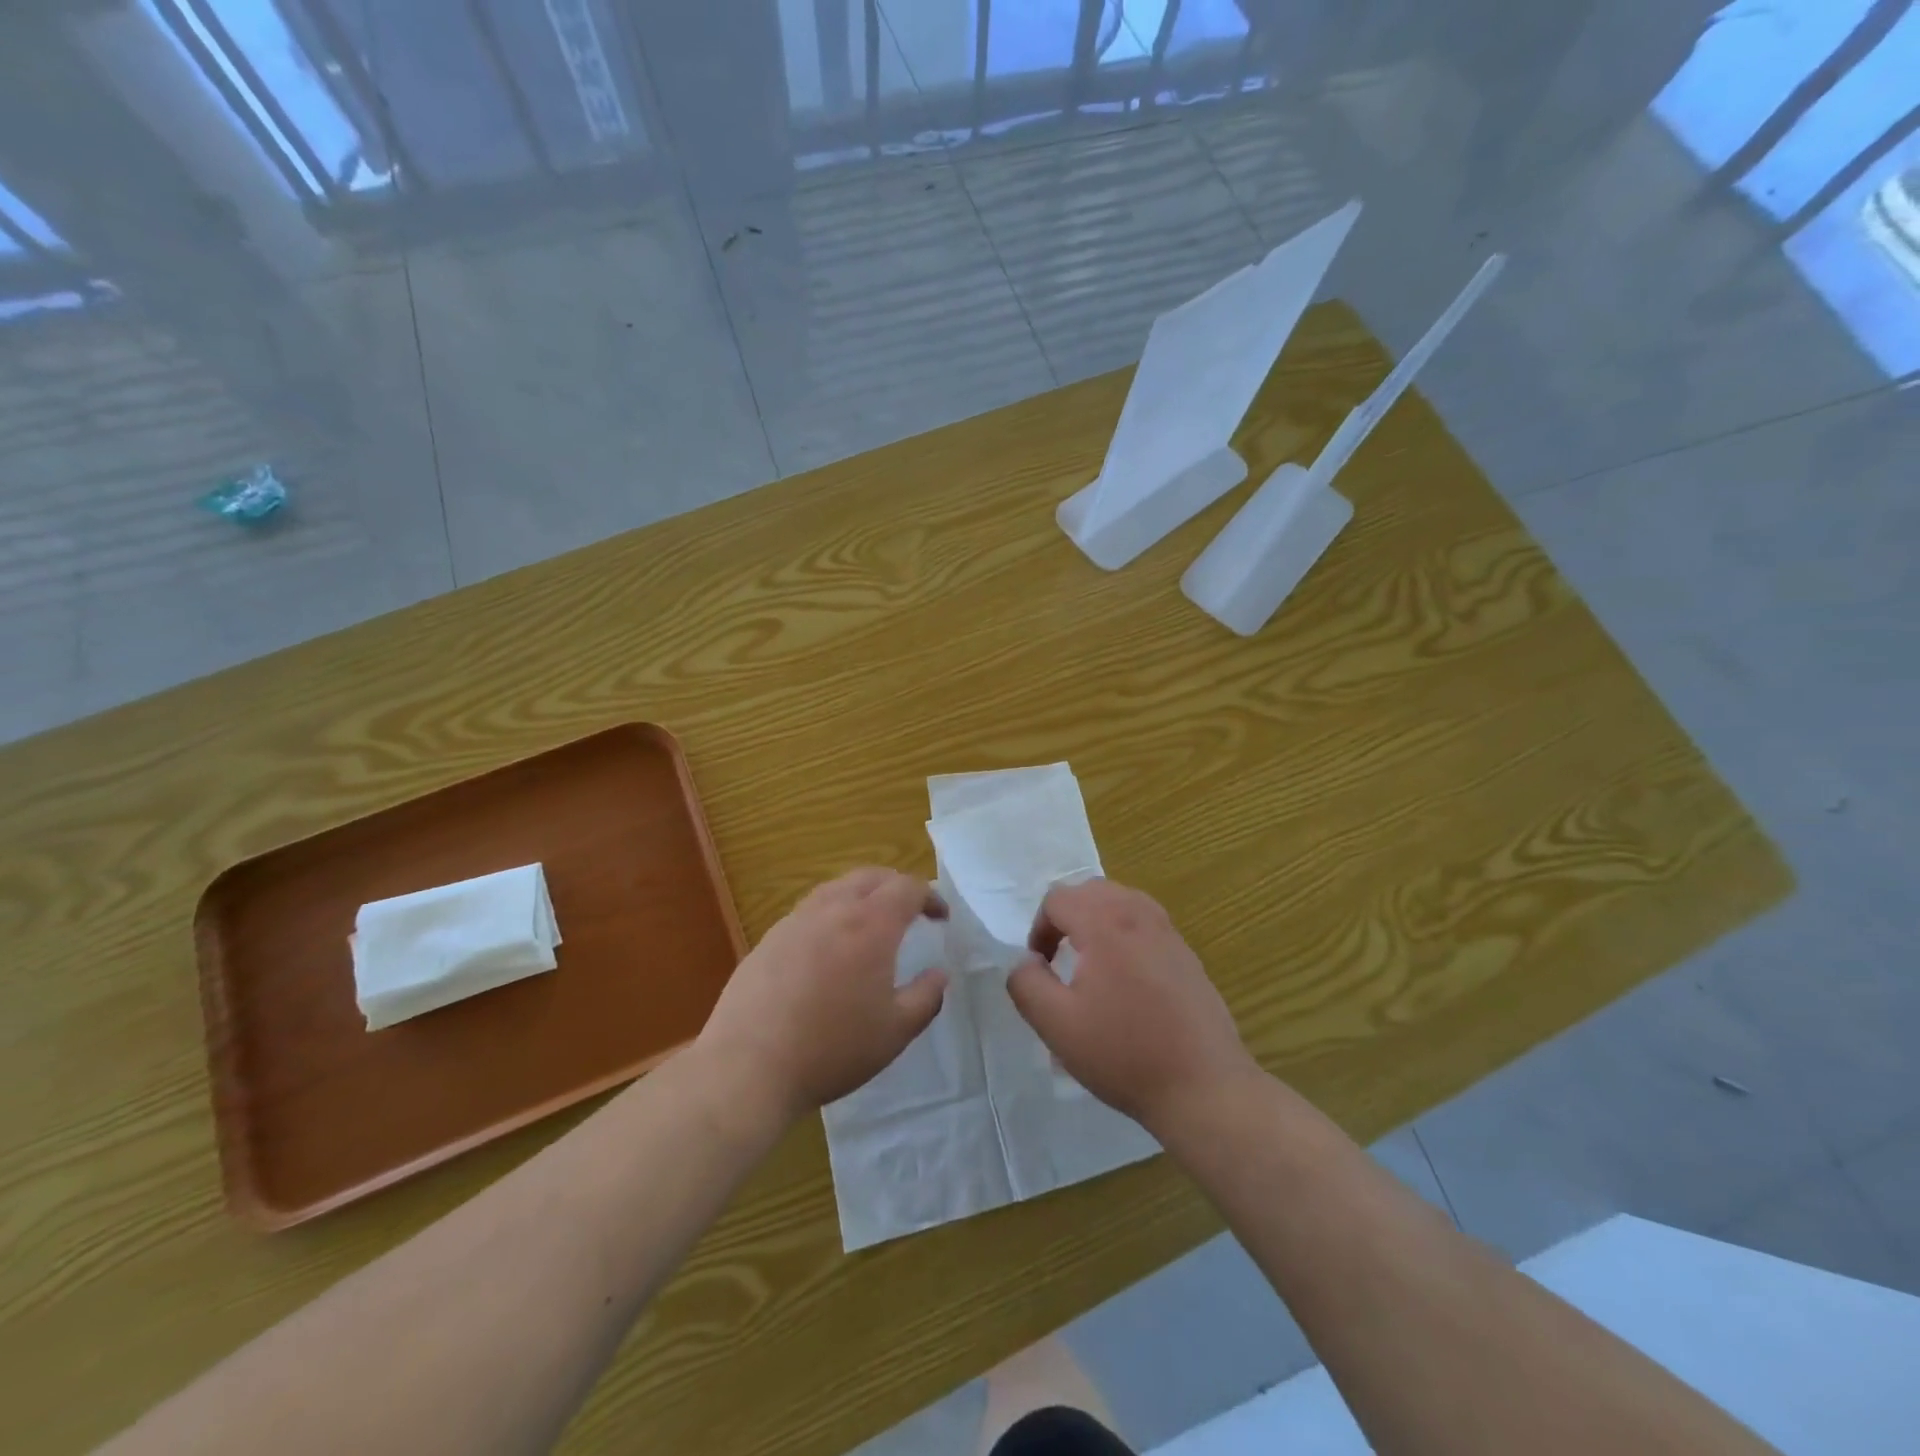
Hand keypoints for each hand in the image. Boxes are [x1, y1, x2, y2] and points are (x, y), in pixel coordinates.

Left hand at [696, 868, 948, 1119]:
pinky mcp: (769, 938)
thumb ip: (926, 998)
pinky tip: (829, 947)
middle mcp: (833, 909)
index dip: (930, 896)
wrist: (748, 1066)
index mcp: (871, 925)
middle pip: (871, 876)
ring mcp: (796, 920)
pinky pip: (809, 910)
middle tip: (910, 910)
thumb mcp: (895, 1032)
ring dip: (862, 895)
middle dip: (896, 886)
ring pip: (836, 888)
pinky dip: (831, 913)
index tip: (940, 917)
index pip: (907, 888)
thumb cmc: (832, 1049)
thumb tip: (938, 974)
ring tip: (870, 922)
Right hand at [1007, 878, 1257, 1132]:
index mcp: (1104, 924)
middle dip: (1067, 916)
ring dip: (1097, 919)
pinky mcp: (1187, 954)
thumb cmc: (1124, 1054)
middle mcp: (1138, 915)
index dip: (1039, 928)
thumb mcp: (1057, 1025)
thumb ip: (1027, 984)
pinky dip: (1125, 932)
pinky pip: (1146, 922)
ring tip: (1090, 961)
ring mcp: (1168, 932)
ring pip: (1122, 900)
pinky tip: (1126, 977)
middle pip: (1091, 890)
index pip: (1058, 899)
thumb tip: (1026, 961)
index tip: (1041, 967)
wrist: (1203, 1087)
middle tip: (1060, 958)